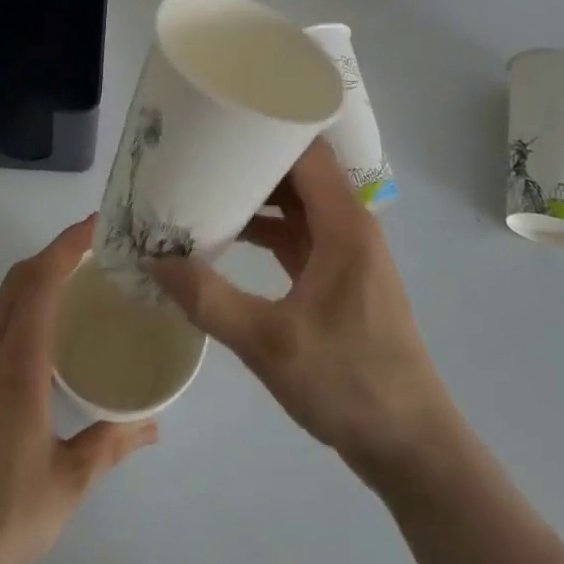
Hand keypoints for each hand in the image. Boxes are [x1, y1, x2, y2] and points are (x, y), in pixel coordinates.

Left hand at [0, 216, 157, 563]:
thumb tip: (153, 426)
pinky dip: (20, 319)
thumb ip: (110, 444)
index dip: (66, 246)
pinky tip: (41, 354)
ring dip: (35, 286)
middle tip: (92, 250)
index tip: (94, 225)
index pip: (40, 283)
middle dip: (52, 254)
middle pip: (16, 282)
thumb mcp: (69, 482)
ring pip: (1, 308)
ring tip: (74, 296)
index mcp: (17, 366)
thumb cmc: (5, 515)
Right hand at [148, 139, 456, 487]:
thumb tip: (153, 259)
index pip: (306, 150)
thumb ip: (209, 299)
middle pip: (299, 171)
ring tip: (204, 184)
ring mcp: (346, 251)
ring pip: (297, 202)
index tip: (221, 116)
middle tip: (200, 147)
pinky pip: (298, 233)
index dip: (267, 126)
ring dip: (257, 194)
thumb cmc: (348, 383)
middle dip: (251, 158)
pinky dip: (266, 227)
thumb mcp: (269, 343)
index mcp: (344, 224)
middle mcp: (349, 225)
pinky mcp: (339, 276)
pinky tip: (228, 235)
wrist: (410, 446)